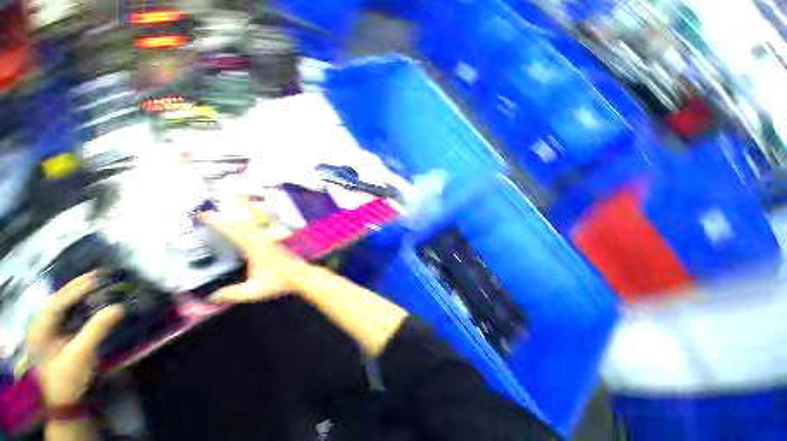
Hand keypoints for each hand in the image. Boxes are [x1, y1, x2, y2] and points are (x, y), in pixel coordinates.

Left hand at [28, 272, 123, 406]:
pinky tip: (93, 299)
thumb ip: (97, 330)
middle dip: (77, 286)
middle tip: (100, 274)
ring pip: (64, 305)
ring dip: (80, 293)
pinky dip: (82, 303)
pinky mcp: (60, 334)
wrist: (67, 399)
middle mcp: (41, 326)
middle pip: (58, 300)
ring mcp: (50, 330)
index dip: (75, 289)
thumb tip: (119, 307)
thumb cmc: (69, 378)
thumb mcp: (82, 355)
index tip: (97, 277)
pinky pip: (70, 313)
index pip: (56, 303)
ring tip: (98, 281)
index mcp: (39, 330)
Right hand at [200, 207, 308, 302]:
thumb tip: (212, 296)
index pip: (233, 232)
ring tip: (222, 217)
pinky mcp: (273, 243)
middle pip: (241, 225)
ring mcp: (268, 241)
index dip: (218, 223)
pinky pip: (256, 231)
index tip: (204, 215)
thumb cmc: (279, 281)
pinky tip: (244, 228)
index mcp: (254, 248)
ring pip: (250, 226)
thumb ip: (233, 293)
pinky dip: (246, 226)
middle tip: (208, 213)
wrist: (300, 275)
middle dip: (224, 218)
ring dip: (235, 220)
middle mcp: (261, 241)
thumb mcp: (254, 291)